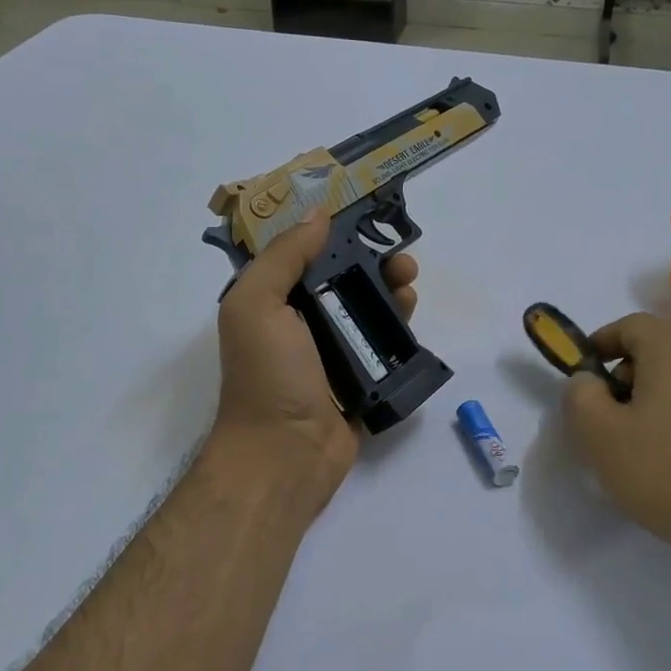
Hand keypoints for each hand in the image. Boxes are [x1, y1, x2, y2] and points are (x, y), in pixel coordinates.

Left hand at [208, 213, 417, 514]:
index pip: (304, 258)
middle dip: (373, 266)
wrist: (286, 454)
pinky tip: (412, 319)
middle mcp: (300, 327)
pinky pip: (382, 350)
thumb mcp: (257, 305)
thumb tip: (318, 215)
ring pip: (366, 314)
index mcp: (271, 305)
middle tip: (402, 261)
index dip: (334, 237)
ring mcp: (331, 358)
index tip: (368, 221)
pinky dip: (398, 333)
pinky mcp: (359, 384)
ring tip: (411, 287)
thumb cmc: (268, 376)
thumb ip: (283, 257)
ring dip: (391, 295)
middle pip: (343, 284)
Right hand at [563, 312, 670, 589]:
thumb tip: (587, 381)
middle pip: (663, 347)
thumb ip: (580, 395)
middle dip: (629, 371)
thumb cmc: (667, 473)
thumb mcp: (598, 435)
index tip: (584, 373)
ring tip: (644, 439)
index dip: (601, 343)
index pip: (631, 324)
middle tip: (610, 411)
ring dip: (661, 394)